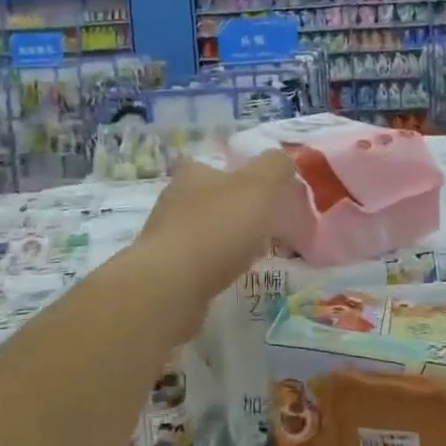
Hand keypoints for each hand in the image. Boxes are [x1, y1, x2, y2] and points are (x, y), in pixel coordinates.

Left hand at [132, 152, 296, 326]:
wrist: (172, 285)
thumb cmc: (218, 227)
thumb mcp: (259, 186)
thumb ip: (275, 167)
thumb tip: (281, 160)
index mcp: (192, 174)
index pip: (214, 165)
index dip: (239, 176)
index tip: (262, 194)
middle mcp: (173, 199)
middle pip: (208, 199)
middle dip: (234, 210)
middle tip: (263, 226)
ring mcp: (165, 236)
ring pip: (202, 231)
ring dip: (223, 240)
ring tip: (251, 255)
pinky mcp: (164, 270)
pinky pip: (195, 261)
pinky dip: (212, 266)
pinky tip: (228, 276)